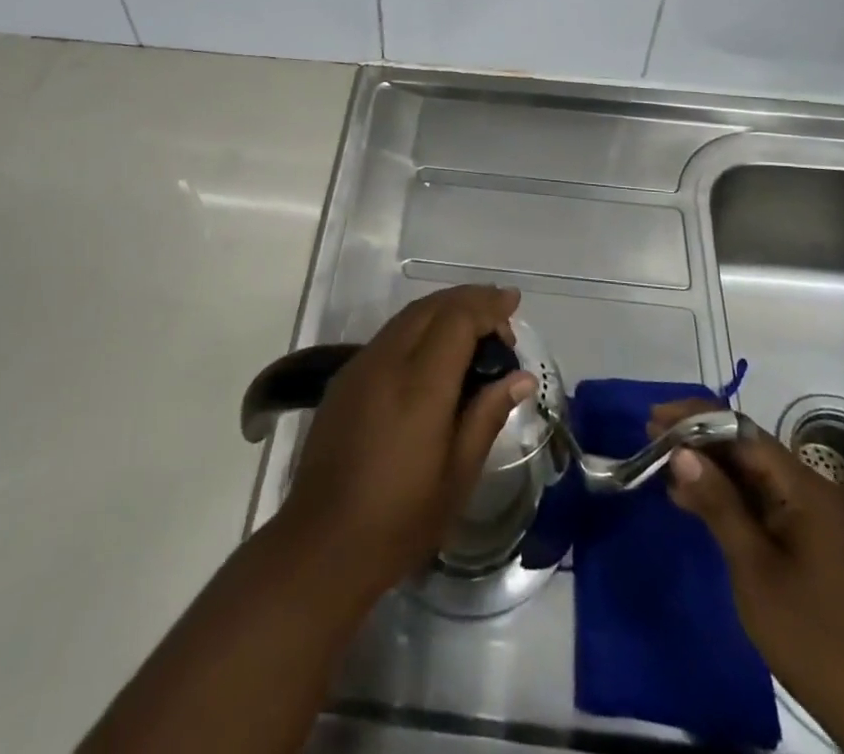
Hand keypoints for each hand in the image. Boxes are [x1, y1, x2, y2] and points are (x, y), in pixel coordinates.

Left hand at [279, 285, 534, 598]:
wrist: (322, 544)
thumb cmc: (400, 520)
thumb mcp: (458, 476)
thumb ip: (487, 415)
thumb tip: (520, 377)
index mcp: (419, 386)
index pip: (457, 320)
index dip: (487, 305)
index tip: (513, 304)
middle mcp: (387, 362)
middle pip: (431, 307)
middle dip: (468, 299)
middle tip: (500, 311)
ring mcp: (360, 366)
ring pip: (407, 317)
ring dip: (443, 310)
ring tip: (474, 325)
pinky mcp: (345, 378)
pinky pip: (389, 335)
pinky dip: (419, 327)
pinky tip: (434, 350)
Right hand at [650, 400, 843, 753]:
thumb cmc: (814, 636)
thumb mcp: (754, 569)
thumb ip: (718, 503)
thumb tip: (681, 451)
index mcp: (806, 488)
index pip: (742, 432)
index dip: (695, 419)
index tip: (653, 419)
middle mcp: (814, 491)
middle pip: (748, 449)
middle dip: (698, 441)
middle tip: (650, 439)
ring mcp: (816, 518)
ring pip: (754, 476)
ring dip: (710, 470)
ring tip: (662, 467)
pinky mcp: (813, 543)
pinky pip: (764, 503)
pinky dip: (729, 499)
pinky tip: (695, 504)